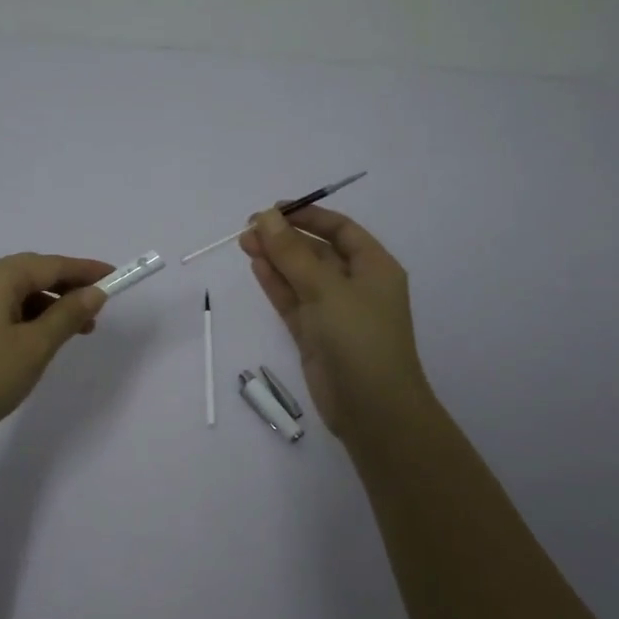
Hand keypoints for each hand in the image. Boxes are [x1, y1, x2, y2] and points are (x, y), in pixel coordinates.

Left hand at [0, 253, 112, 449]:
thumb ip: (68, 315)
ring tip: (75, 331)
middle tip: (97, 309)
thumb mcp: (36, 346)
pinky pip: (0, 308)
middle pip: (31, 273)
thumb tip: (94, 293)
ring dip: (47, 305)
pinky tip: (40, 338)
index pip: (50, 265)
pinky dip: (26, 316)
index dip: (85, 270)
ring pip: (15, 292)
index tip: (115, 276)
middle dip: (67, 288)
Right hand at [239, 206, 433, 441]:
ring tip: (244, 243)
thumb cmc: (359, 338)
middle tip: (248, 228)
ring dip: (275, 259)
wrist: (372, 408)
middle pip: (317, 252)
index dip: (309, 216)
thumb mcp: (326, 288)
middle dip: (285, 238)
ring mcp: (334, 312)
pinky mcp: (315, 335)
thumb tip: (265, 216)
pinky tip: (256, 266)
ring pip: (300, 276)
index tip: (274, 210)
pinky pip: (293, 301)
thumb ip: (292, 252)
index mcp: (374, 267)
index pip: (340, 230)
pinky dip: (275, 284)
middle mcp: (356, 285)